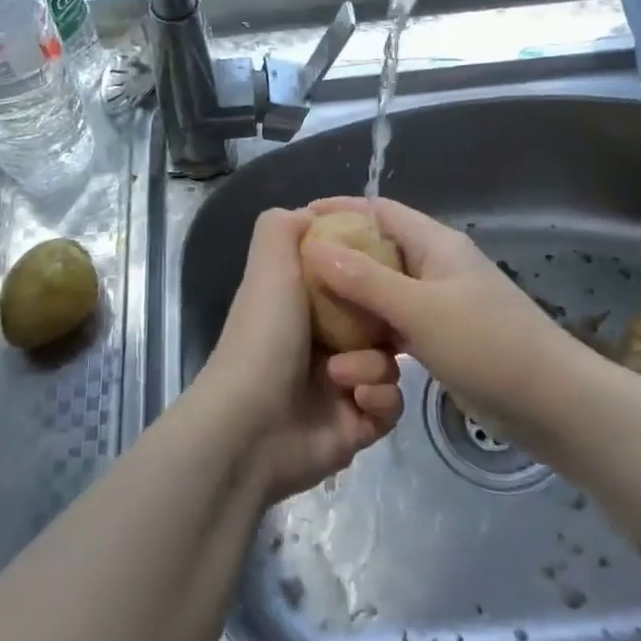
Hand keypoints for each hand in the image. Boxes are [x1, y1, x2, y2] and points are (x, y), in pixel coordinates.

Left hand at [194, 208, 403, 501]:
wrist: (250, 426)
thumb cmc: (264, 337)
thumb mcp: (270, 266)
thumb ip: (283, 228)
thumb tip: (311, 213)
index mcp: (302, 307)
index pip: (352, 285)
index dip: (372, 276)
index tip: (390, 269)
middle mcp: (322, 344)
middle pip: (379, 324)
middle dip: (385, 325)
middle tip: (386, 326)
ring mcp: (340, 387)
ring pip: (389, 365)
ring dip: (375, 366)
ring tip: (345, 376)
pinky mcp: (356, 426)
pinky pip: (390, 406)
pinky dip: (380, 399)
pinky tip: (357, 401)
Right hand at [302, 196, 570, 441]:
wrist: (552, 404)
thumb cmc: (488, 345)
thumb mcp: (420, 309)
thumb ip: (366, 279)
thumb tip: (315, 246)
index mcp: (435, 244)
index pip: (380, 210)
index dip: (341, 209)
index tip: (300, 219)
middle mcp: (436, 266)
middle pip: (379, 250)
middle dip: (339, 258)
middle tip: (295, 275)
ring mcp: (441, 303)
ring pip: (385, 291)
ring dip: (354, 301)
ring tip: (313, 313)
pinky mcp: (444, 337)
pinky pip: (397, 323)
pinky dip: (374, 331)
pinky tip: (348, 347)